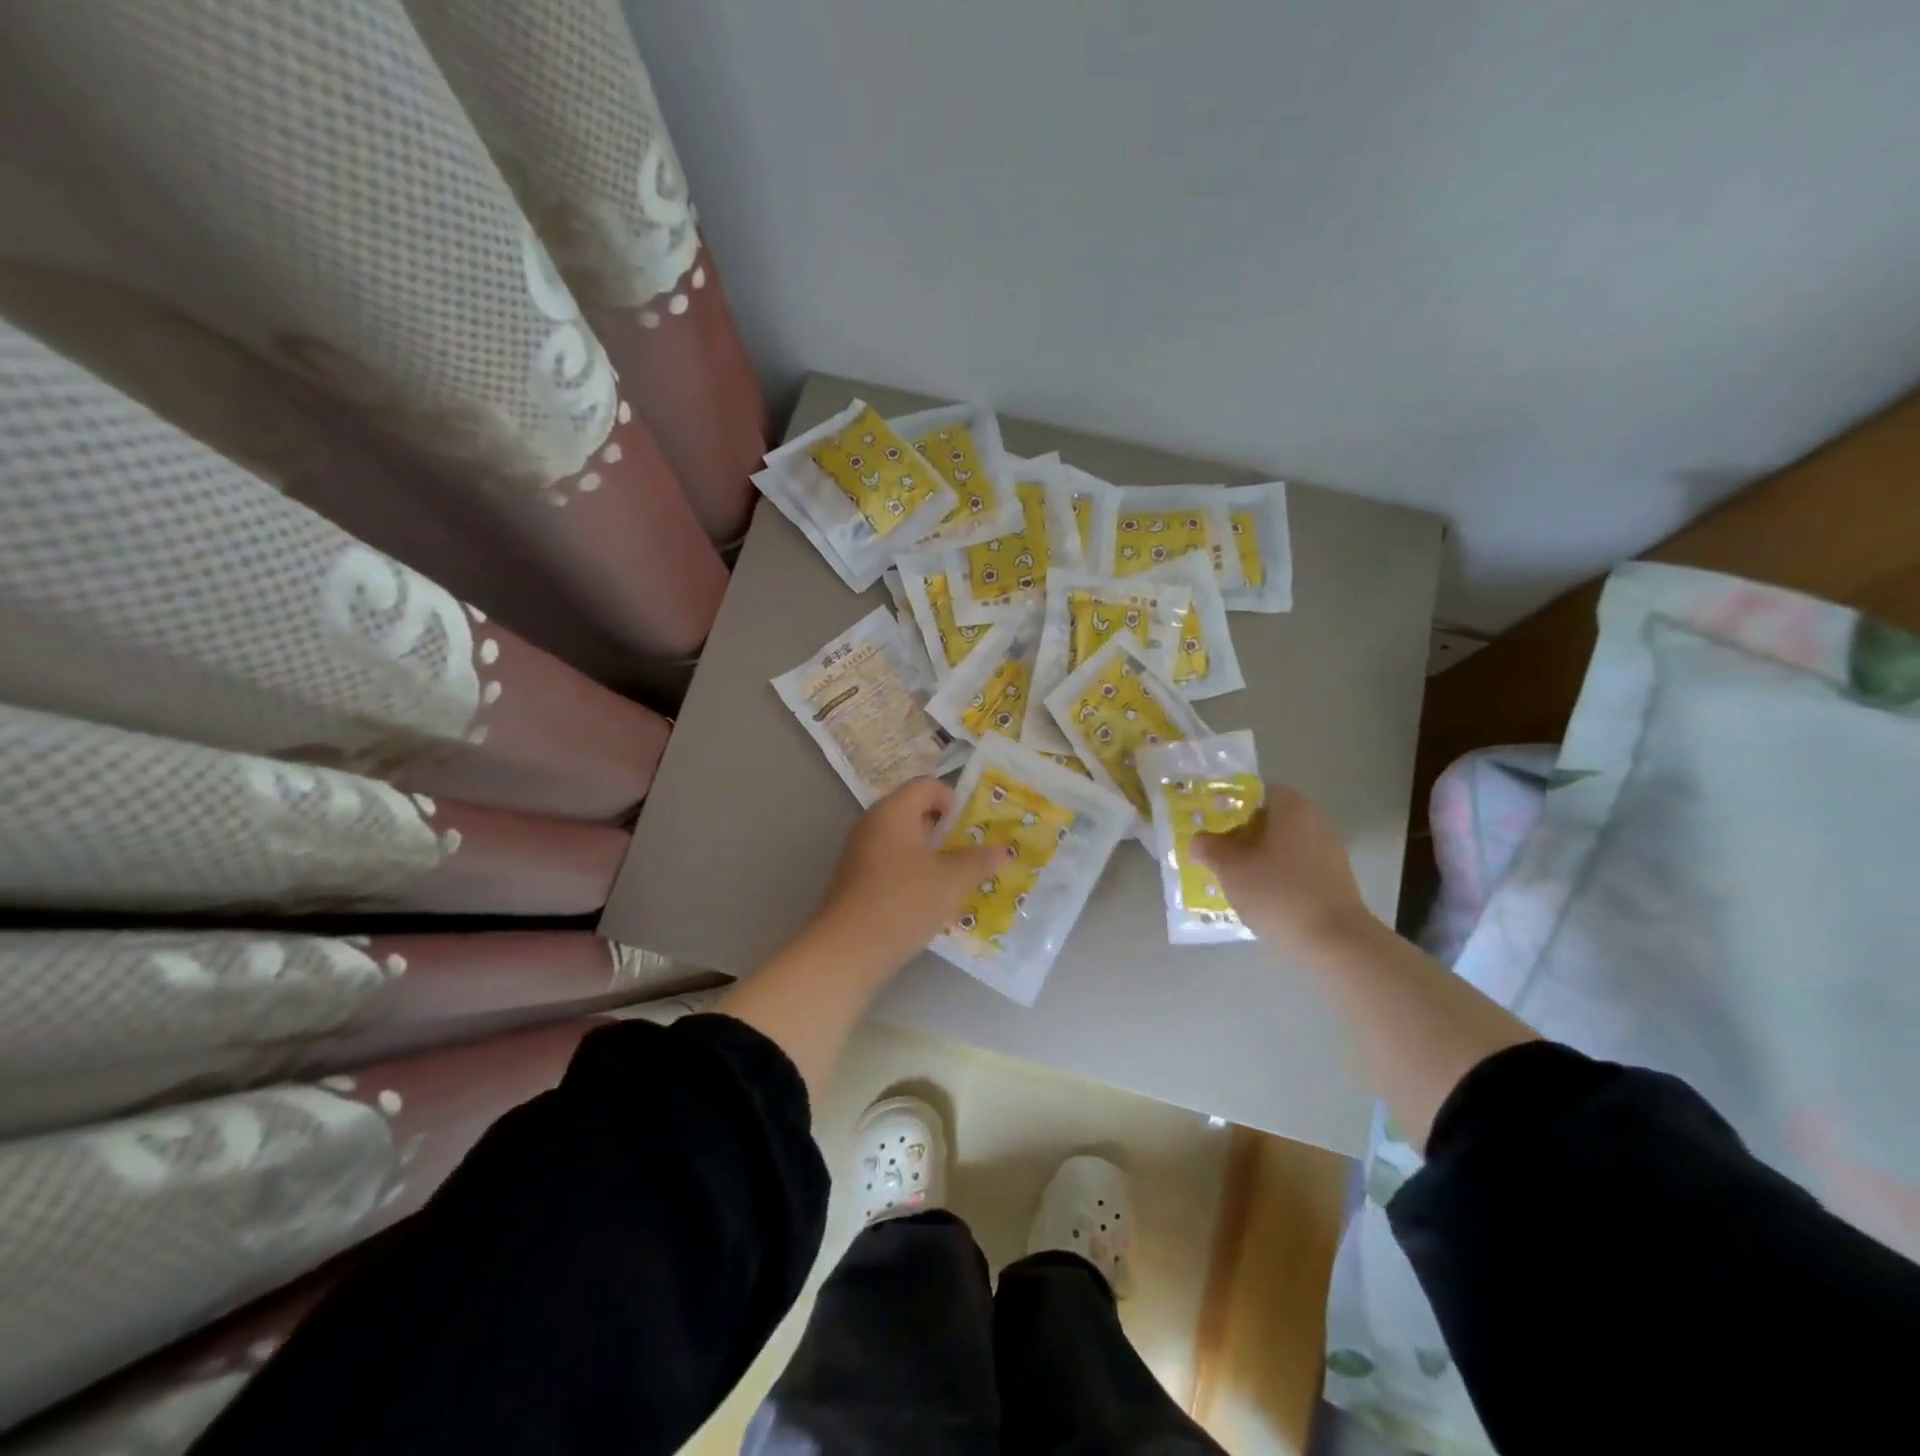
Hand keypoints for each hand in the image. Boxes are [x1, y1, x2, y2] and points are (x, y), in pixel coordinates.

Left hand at [807, 777, 1008, 975]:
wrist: (846, 951)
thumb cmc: (903, 902)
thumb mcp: (950, 881)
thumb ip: (978, 861)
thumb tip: (1003, 850)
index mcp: (893, 811)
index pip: (927, 785)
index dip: (954, 801)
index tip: (974, 829)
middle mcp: (873, 824)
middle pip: (916, 813)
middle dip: (948, 832)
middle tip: (975, 854)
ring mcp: (860, 853)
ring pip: (905, 842)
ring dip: (933, 857)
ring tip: (959, 880)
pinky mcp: (856, 880)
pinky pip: (892, 865)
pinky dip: (914, 875)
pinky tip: (931, 902)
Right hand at [1193, 783, 1370, 953]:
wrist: (1334, 941)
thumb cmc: (1278, 893)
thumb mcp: (1230, 870)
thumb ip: (1210, 849)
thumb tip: (1199, 839)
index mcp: (1292, 808)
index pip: (1258, 792)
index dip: (1232, 806)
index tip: (1213, 824)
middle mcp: (1316, 821)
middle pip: (1272, 819)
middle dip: (1244, 834)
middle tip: (1218, 852)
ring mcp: (1330, 851)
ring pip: (1285, 845)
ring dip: (1261, 857)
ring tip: (1235, 878)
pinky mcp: (1337, 879)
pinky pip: (1299, 867)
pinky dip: (1279, 875)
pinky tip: (1262, 896)